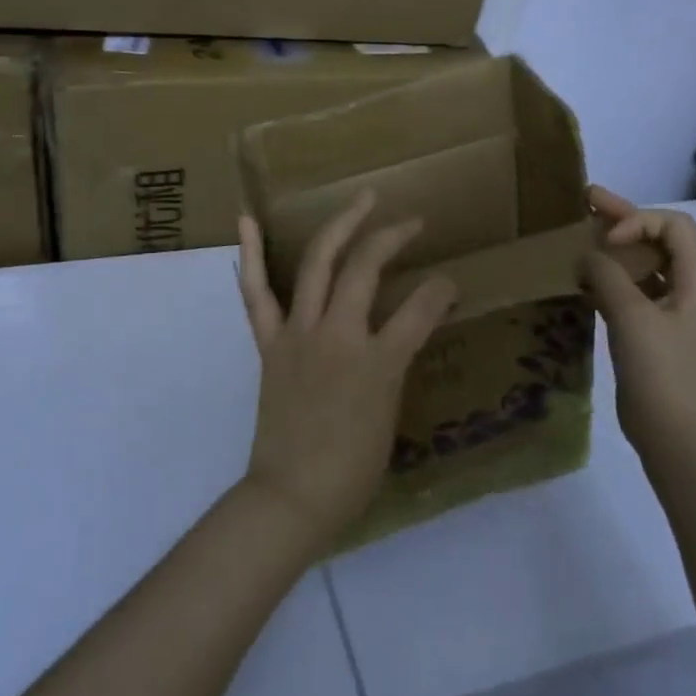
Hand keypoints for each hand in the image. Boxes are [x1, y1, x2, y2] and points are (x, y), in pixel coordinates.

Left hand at [235, 193, 457, 553]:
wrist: (292, 497)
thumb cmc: (352, 471)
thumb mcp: (391, 416)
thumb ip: (397, 366)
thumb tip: (403, 333)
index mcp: (379, 363)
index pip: (421, 308)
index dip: (441, 289)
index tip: (448, 282)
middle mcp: (339, 336)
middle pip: (366, 268)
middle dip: (392, 237)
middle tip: (412, 221)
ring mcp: (299, 333)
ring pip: (318, 263)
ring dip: (340, 225)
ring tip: (361, 198)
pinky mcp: (270, 342)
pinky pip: (256, 293)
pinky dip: (250, 254)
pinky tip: (247, 219)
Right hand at [580, 187, 695, 462]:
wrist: (680, 440)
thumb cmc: (664, 374)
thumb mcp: (633, 318)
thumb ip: (608, 277)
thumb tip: (587, 256)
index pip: (674, 226)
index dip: (639, 220)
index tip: (607, 240)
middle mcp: (688, 290)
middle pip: (659, 240)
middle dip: (623, 219)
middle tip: (585, 200)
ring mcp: (671, 313)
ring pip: (643, 267)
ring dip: (613, 250)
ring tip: (577, 236)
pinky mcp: (653, 335)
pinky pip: (632, 293)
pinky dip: (609, 280)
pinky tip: (581, 280)